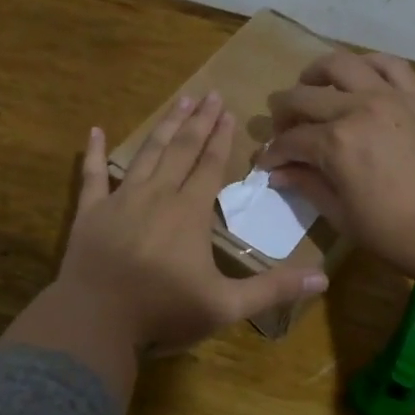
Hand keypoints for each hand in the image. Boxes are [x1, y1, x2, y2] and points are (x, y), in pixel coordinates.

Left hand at [57, 93, 329, 353]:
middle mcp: (157, 195)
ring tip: (178, 101)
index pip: (210, 165)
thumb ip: (272, 289)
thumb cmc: (163, 311)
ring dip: (164, 127)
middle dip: (198, 121)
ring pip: (146, 153)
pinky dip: (93, 152)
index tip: (228, 110)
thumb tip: (324, 278)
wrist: (96, 321)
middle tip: (209, 93)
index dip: (221, 137)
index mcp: (189, 212)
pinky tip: (94, 130)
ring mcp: (120, 200)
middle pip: (182, 149)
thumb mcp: (225, 306)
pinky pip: (92, 175)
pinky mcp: (90, 212)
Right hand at [265, 51, 414, 284]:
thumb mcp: (342, 216)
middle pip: (305, 96)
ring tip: (311, 87)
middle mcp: (359, 108)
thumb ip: (307, 185)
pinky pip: (389, 64)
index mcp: (336, 143)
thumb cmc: (396, 234)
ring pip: (342, 64)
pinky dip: (366, 64)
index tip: (266, 163)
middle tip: (282, 129)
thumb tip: (278, 173)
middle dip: (283, 112)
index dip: (273, 153)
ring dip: (317, 74)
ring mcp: (391, 97)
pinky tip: (358, 77)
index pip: (290, 140)